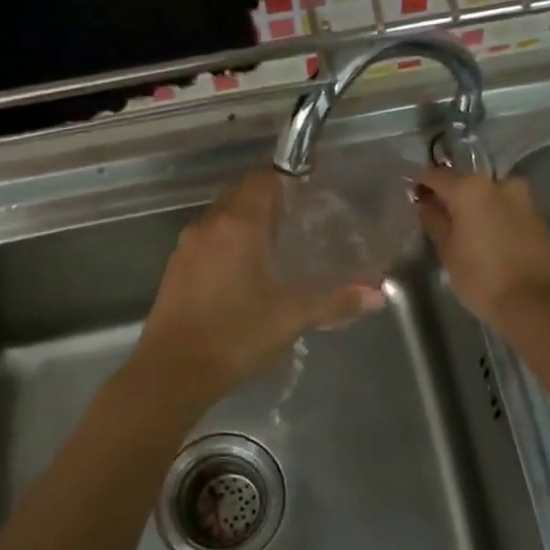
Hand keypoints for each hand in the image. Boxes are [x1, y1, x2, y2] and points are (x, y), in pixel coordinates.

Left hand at [134, 169, 382, 398]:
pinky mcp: (175, 269)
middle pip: (240, 195)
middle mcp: (209, 225)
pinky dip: (227, 244)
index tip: (310, 190)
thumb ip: (335, 301)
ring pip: (221, 219)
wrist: (172, 371)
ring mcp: (187, 246)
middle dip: (268, 200)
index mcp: (238, 225)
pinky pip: (207, 241)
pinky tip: (244, 272)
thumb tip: (377, 295)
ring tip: (276, 245)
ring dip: (246, 223)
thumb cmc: (236, 335)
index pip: (262, 180)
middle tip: (299, 218)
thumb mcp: (292, 317)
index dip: (287, 178)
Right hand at [413, 167, 549, 327]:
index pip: (436, 175)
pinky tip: (490, 240)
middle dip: (452, 197)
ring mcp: (523, 199)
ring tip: (467, 231)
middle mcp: (499, 184)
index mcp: (470, 188)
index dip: (422, 184)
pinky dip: (496, 218)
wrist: (535, 302)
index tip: (414, 196)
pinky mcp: (538, 217)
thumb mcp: (448, 251)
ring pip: (490, 196)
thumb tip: (426, 204)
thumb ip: (434, 221)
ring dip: (477, 207)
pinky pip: (508, 210)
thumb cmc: (481, 277)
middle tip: (440, 219)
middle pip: (466, 183)